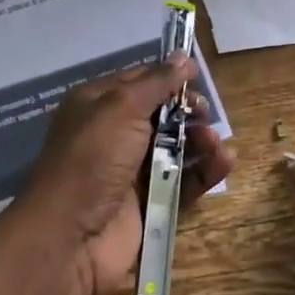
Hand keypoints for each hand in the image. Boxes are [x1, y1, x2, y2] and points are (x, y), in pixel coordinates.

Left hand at [15, 57, 233, 294]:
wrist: (70, 238)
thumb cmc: (93, 158)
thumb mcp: (122, 108)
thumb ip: (157, 82)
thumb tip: (183, 56)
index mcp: (98, 105)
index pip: (140, 81)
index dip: (169, 76)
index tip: (198, 75)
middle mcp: (114, 135)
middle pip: (162, 114)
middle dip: (187, 110)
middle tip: (205, 114)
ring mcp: (132, 171)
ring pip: (176, 148)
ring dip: (199, 140)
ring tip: (215, 142)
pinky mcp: (151, 204)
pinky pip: (184, 181)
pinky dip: (205, 171)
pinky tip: (224, 162)